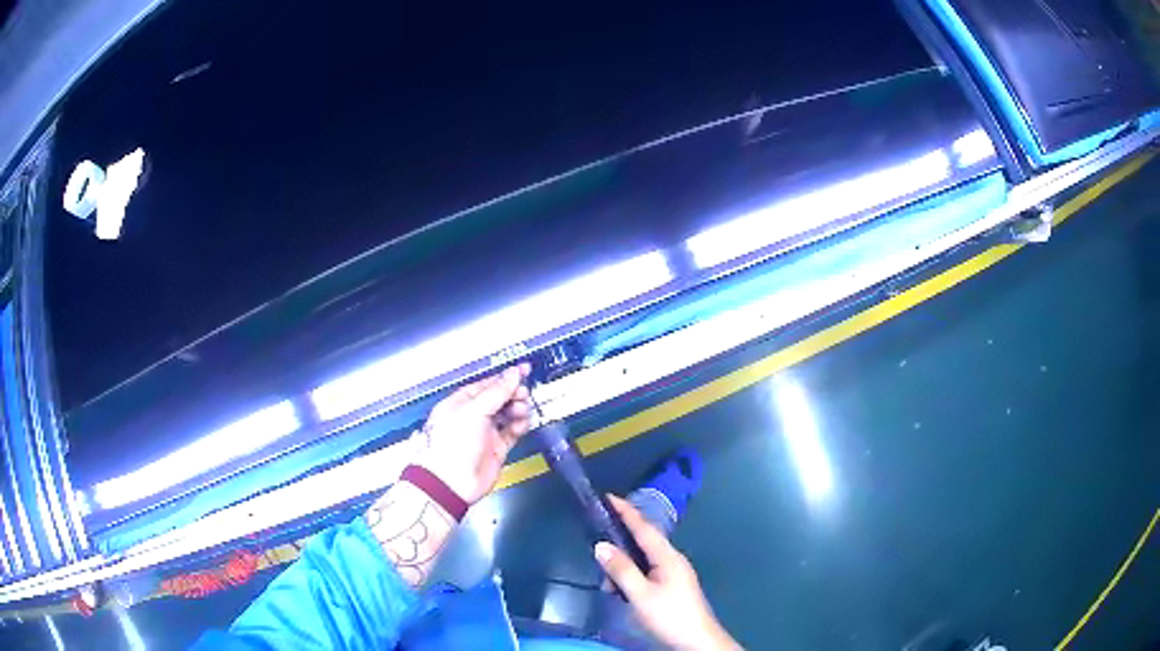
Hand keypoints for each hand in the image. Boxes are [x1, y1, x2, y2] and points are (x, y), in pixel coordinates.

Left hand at [413, 364, 531, 504]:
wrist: (452, 481)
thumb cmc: (452, 444)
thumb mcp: (475, 410)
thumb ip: (497, 392)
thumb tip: (512, 374)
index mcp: (461, 402)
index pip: (487, 384)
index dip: (505, 377)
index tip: (523, 371)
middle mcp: (473, 416)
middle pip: (500, 398)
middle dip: (513, 394)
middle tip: (522, 394)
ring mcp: (485, 432)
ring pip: (508, 414)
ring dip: (518, 409)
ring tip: (521, 410)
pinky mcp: (496, 448)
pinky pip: (512, 432)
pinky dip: (520, 426)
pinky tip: (522, 424)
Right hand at [596, 496, 739, 650]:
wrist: (697, 641)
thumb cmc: (669, 615)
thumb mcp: (640, 594)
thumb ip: (621, 569)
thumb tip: (601, 545)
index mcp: (667, 556)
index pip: (644, 527)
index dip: (626, 511)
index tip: (607, 496)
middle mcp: (672, 559)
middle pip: (643, 542)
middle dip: (619, 542)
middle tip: (596, 545)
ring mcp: (674, 573)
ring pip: (643, 559)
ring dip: (623, 566)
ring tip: (606, 584)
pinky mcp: (672, 585)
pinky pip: (647, 571)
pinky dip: (631, 576)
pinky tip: (620, 591)